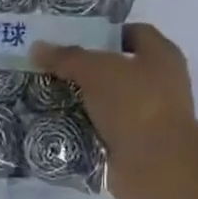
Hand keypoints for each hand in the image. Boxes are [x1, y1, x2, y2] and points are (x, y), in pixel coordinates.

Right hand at [32, 22, 197, 198]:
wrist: (155, 164)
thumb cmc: (135, 105)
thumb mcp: (96, 71)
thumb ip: (67, 58)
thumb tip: (37, 48)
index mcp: (160, 56)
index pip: (133, 33)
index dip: (103, 34)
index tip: (71, 41)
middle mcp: (157, 84)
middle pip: (115, 71)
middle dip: (83, 72)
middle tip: (50, 71)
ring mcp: (145, 118)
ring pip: (105, 104)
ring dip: (79, 104)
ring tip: (46, 100)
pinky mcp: (131, 145)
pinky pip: (100, 132)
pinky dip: (81, 131)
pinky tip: (55, 128)